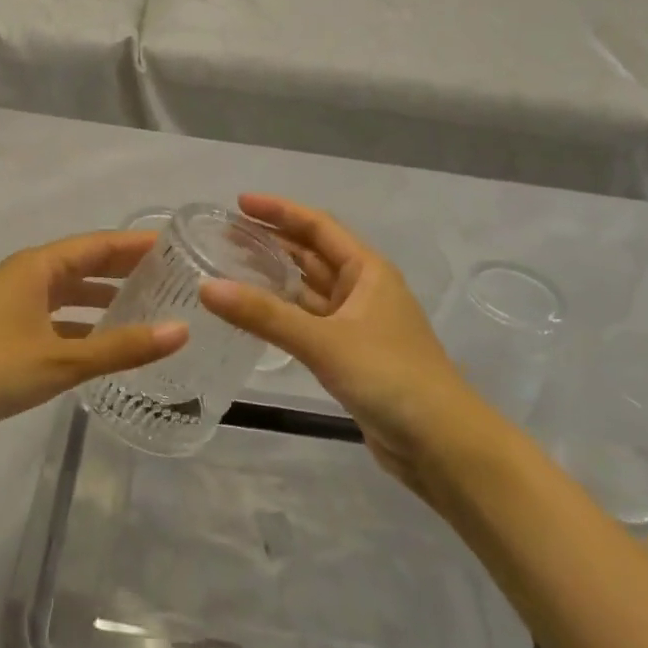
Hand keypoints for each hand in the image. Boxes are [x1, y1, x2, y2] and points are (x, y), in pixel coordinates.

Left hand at [0, 229, 188, 442]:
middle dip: (125, 269)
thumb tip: (181, 331)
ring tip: (147, 307)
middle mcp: (27, 274)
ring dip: (104, 297)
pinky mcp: (5, 326)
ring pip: (70, 291)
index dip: (138, 245)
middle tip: (172, 278)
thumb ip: (122, 347)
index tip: (177, 247)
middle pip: (86, 263)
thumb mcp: (62, 359)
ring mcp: (13, 300)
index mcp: (40, 266)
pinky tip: (103, 341)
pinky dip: (81, 322)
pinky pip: (55, 314)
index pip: (100, 244)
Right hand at [201, 195, 502, 490]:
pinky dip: (282, 314)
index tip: (239, 203)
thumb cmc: (389, 376)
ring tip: (229, 269)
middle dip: (271, 242)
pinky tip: (254, 315)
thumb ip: (264, 315)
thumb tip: (206, 287)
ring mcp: (357, 323)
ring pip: (309, 290)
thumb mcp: (324, 341)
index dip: (279, 211)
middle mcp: (363, 289)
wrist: (441, 444)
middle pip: (312, 254)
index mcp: (367, 271)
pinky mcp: (350, 355)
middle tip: (223, 236)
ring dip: (275, 278)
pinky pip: (309, 322)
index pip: (317, 226)